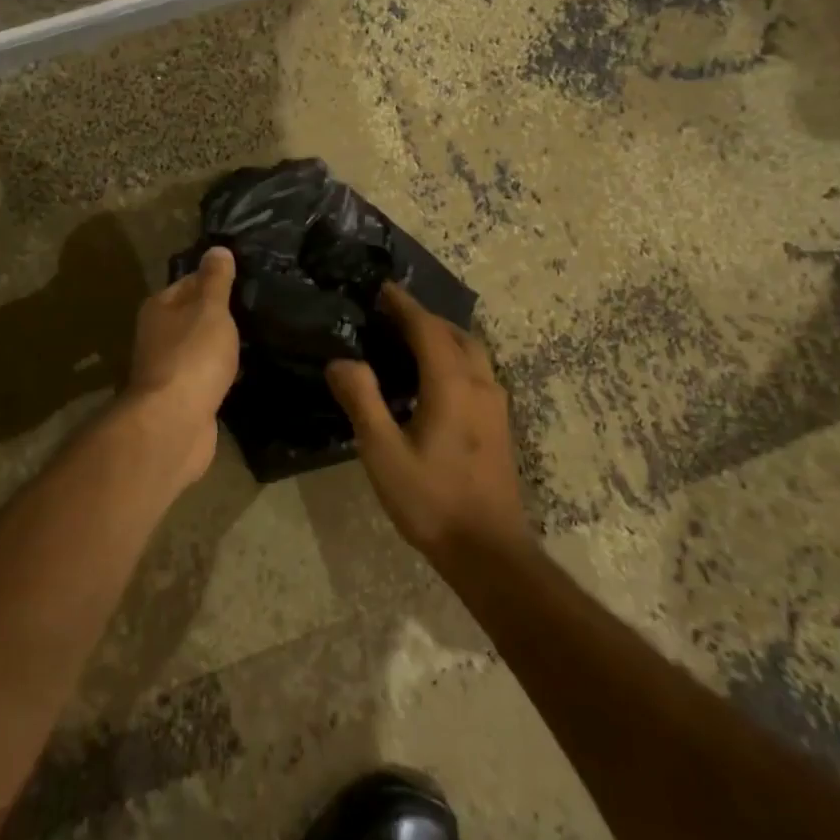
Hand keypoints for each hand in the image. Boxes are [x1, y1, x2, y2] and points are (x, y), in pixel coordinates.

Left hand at [119, 246, 239, 485]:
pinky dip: (221, 373)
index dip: (215, 278)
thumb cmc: (192, 356)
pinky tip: (243, 372)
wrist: (175, 423)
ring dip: (221, 346)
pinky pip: (206, 376)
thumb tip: (217, 249)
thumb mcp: (210, 309)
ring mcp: (169, 369)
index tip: (245, 278)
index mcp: (159, 308)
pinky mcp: (183, 399)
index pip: (189, 282)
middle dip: (219, 314)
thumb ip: (216, 280)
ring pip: (199, 348)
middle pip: (193, 316)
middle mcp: (158, 336)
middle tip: (258, 308)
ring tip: (256, 337)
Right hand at [326, 283, 530, 560]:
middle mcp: (480, 384)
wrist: (488, 551)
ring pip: (472, 352)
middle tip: (389, 316)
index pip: (427, 328)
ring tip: (408, 341)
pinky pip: (477, 371)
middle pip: (455, 334)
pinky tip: (432, 380)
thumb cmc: (431, 501)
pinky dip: (454, 357)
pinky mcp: (499, 424)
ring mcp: (495, 404)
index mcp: (452, 385)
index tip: (382, 289)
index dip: (404, 305)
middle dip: (424, 318)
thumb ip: (362, 401)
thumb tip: (341, 361)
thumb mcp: (383, 453)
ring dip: (442, 336)